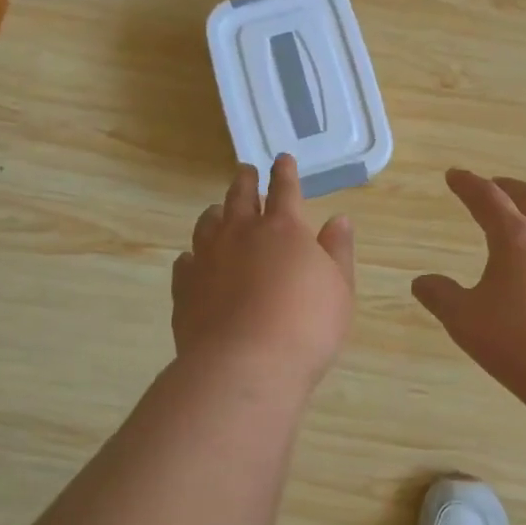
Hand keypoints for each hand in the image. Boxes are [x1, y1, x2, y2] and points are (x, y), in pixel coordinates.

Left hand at [172, 155, 355, 388]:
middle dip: (245, 181)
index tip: (282, 159)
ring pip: (208, 224)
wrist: (245, 365)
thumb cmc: (306, 325)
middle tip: (245, 171)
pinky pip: (186, 262)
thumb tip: (339, 219)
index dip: (285, 172)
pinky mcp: (185, 287)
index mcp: (283, 228)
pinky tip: (193, 262)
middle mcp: (241, 234)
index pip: (285, 189)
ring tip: (219, 212)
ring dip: (216, 213)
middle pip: (239, 197)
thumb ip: (338, 250)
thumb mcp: (339, 288)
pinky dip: (192, 257)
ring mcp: (208, 258)